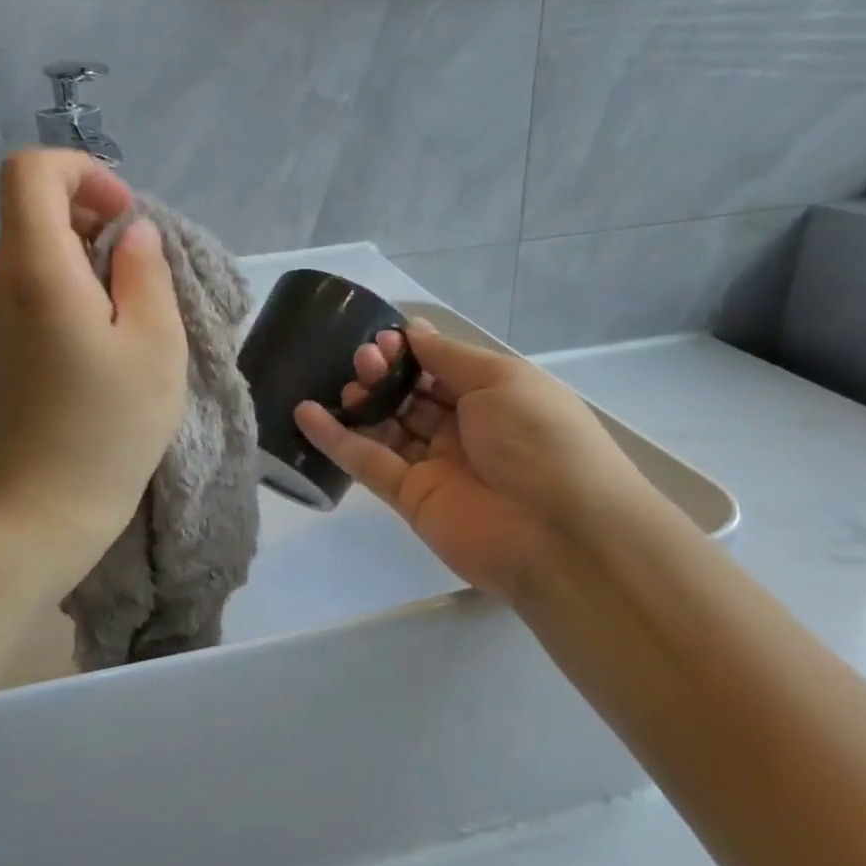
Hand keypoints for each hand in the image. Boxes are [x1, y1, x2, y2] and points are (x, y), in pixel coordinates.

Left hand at [0, 151, 187, 578]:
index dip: (84, 171)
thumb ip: (145, 272)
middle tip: (143, 268)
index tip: (127, 219)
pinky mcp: (0, 350)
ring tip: (136, 311)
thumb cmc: (107, 430)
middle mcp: (0, 282)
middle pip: (35, 208)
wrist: (39, 514)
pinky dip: (74, 291)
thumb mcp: (154, 345)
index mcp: (35, 269)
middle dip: (94, 215)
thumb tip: (132, 234)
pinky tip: (109, 341)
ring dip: (89, 258)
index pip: (31, 170)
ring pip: (37, 251)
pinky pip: (34, 291)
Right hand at [294, 325, 647, 601]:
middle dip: (385, 373)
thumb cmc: (539, 439)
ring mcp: (434, 465)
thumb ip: (449, 357)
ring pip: (386, 427)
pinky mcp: (408, 498)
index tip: (383, 338)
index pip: (441, 368)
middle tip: (364, 360)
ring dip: (362, 402)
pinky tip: (305, 413)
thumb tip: (413, 331)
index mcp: (493, 397)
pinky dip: (335, 439)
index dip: (411, 352)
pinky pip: (367, 462)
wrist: (560, 533)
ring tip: (344, 385)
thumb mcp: (501, 380)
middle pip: (410, 395)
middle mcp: (463, 429)